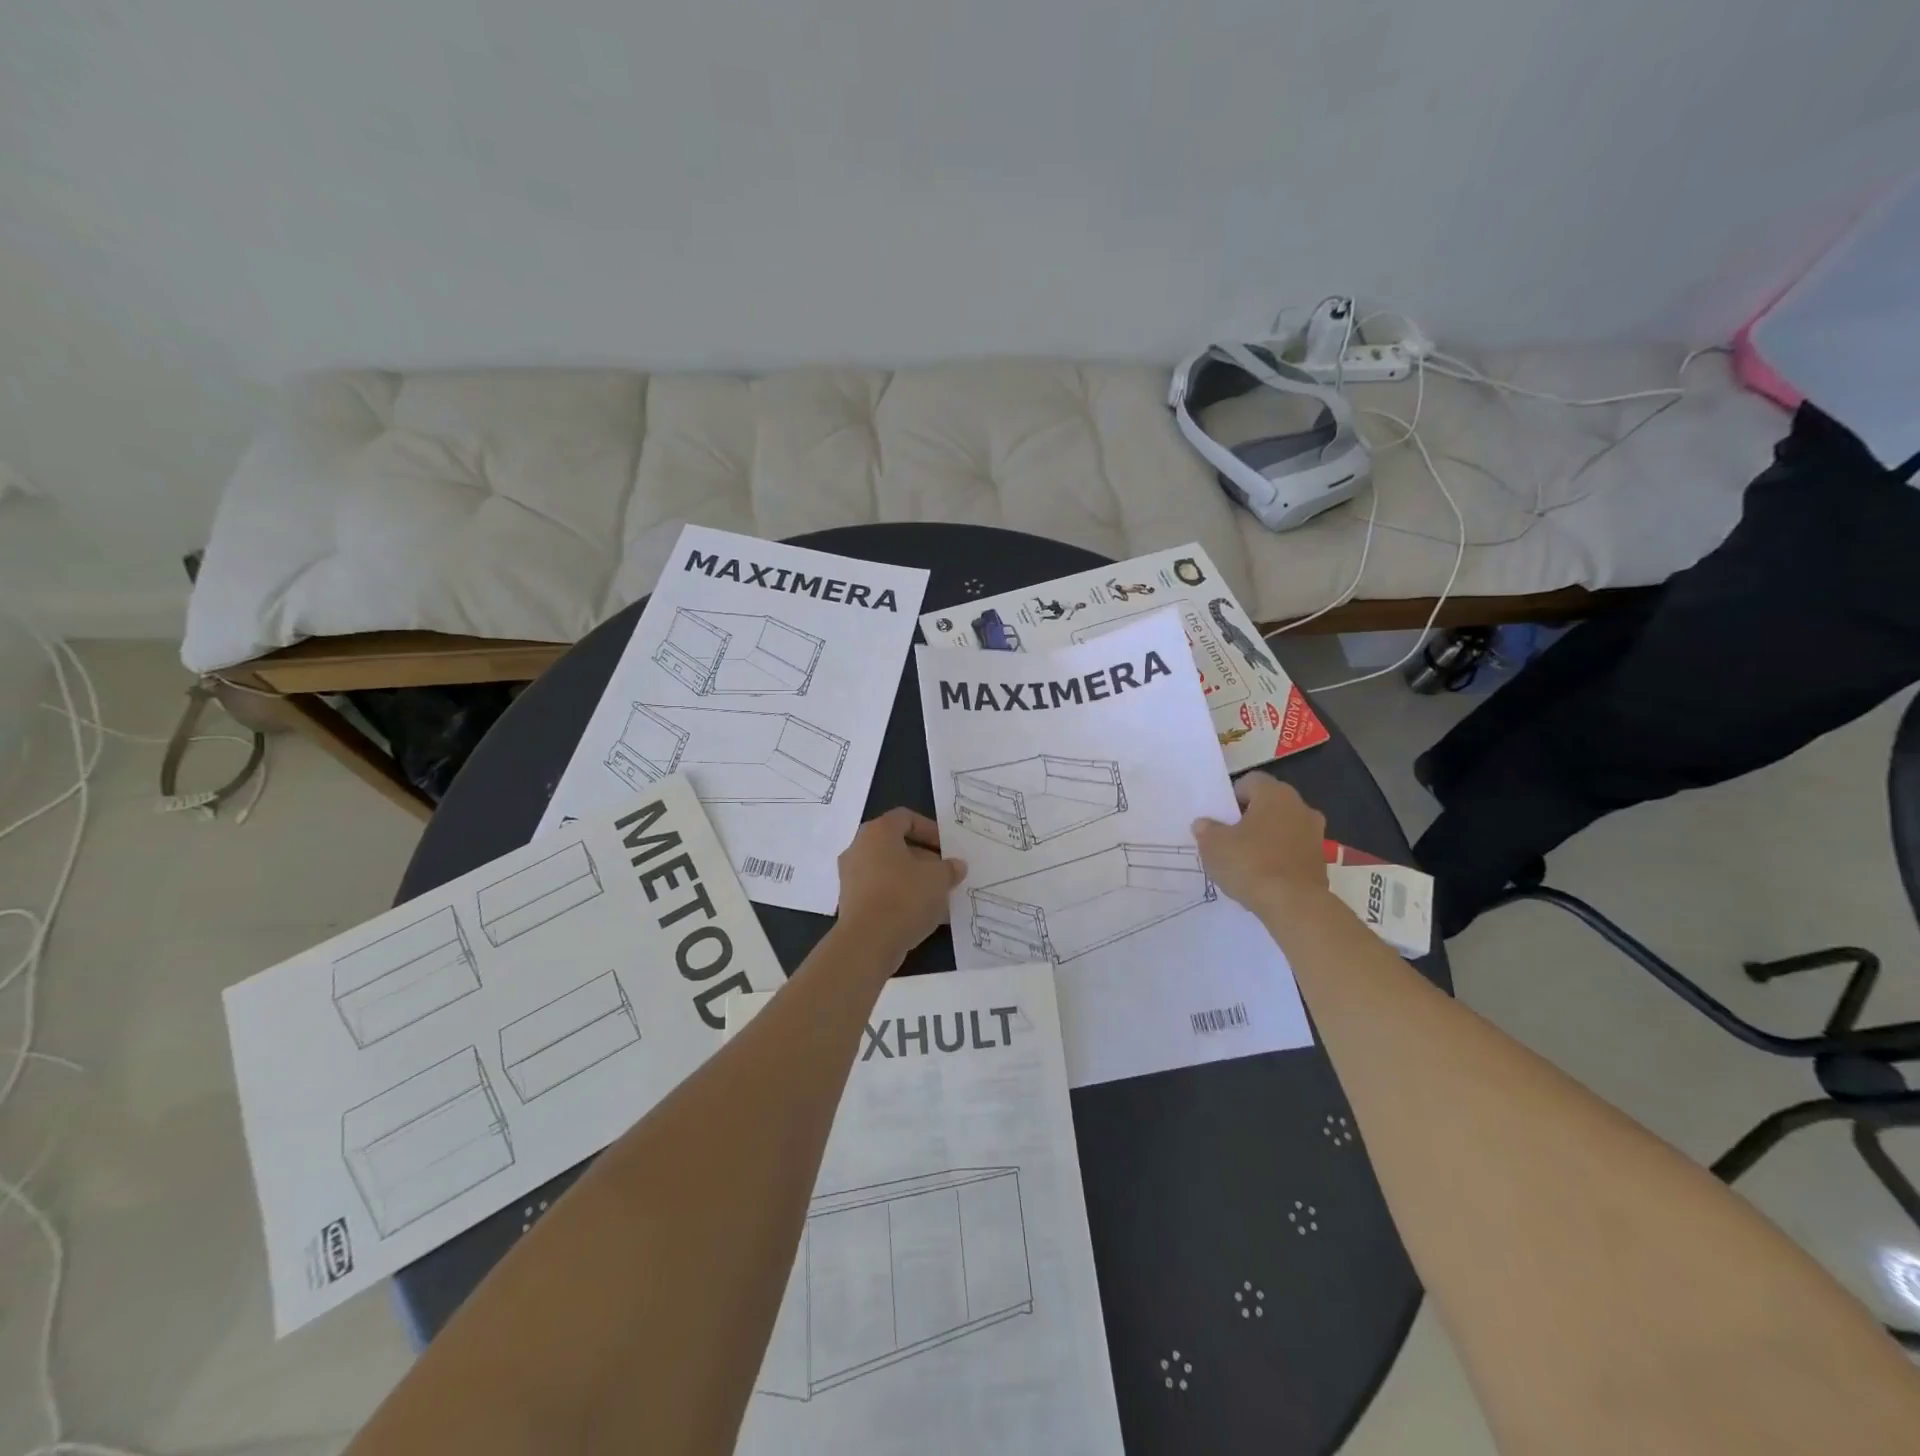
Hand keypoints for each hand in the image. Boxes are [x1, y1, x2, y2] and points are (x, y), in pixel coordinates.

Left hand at [837, 808, 965, 959]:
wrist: (867, 942)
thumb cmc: (905, 897)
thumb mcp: (939, 879)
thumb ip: (950, 868)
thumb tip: (956, 865)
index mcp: (878, 832)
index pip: (906, 818)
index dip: (930, 829)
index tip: (947, 848)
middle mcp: (859, 848)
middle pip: (897, 845)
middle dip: (925, 859)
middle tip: (946, 874)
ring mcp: (852, 876)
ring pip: (890, 871)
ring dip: (915, 881)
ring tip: (940, 898)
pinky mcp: (851, 903)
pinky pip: (881, 892)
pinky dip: (901, 899)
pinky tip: (924, 917)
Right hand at [1192, 775, 1330, 916]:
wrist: (1294, 905)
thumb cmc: (1250, 863)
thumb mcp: (1213, 845)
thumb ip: (1207, 830)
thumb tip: (1204, 824)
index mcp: (1274, 794)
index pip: (1251, 781)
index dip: (1233, 797)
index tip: (1221, 818)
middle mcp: (1300, 807)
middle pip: (1270, 804)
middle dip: (1251, 818)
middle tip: (1231, 838)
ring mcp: (1315, 835)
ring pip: (1284, 828)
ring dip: (1267, 838)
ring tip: (1246, 860)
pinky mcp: (1321, 861)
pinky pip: (1294, 851)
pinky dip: (1280, 858)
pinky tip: (1264, 877)